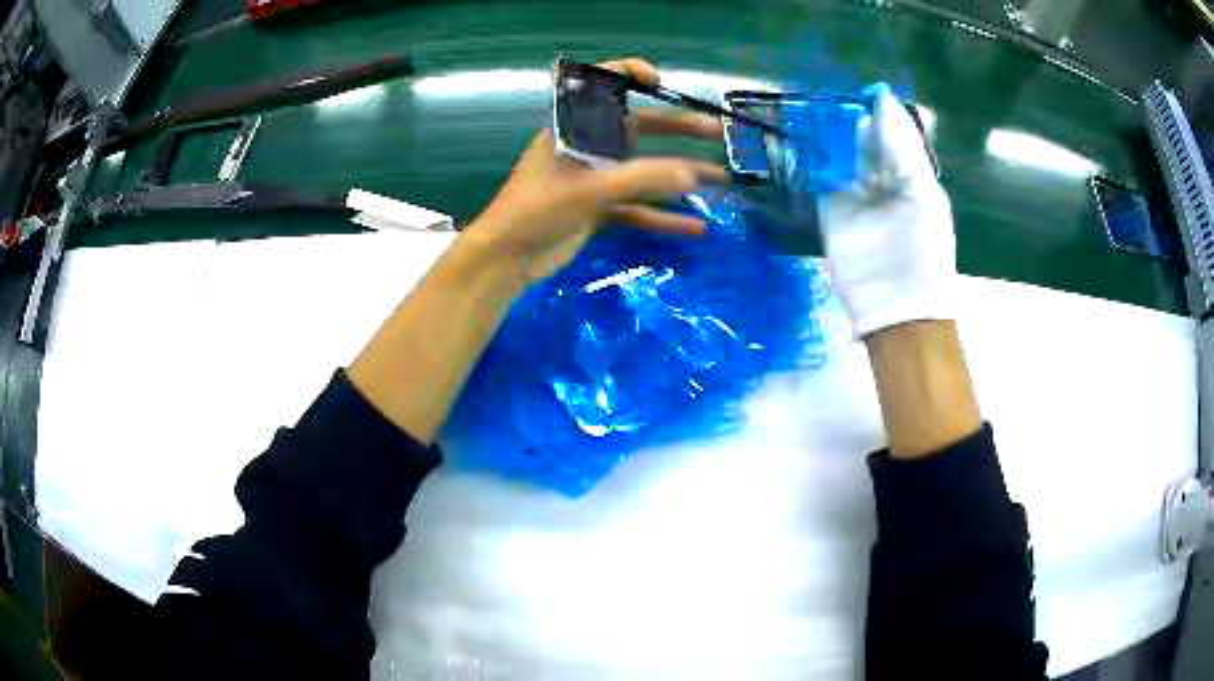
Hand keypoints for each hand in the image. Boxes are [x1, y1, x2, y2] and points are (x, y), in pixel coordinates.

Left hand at [466, 58, 724, 285]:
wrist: (506, 259)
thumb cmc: (539, 210)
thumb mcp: (591, 190)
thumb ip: (642, 179)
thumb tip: (693, 175)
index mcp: (575, 127)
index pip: (602, 86)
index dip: (630, 74)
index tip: (662, 83)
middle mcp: (588, 146)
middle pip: (639, 128)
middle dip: (678, 129)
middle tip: (716, 132)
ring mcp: (594, 179)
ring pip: (644, 170)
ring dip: (679, 175)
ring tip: (720, 180)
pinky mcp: (598, 209)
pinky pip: (638, 207)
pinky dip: (663, 216)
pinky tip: (694, 227)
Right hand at [817, 84, 954, 337]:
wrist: (896, 307)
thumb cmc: (922, 250)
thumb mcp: (922, 193)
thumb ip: (901, 149)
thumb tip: (881, 102)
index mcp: (910, 174)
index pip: (891, 133)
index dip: (877, 111)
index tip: (858, 89)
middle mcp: (882, 180)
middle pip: (861, 141)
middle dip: (847, 120)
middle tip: (825, 93)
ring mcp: (854, 196)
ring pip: (838, 155)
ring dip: (826, 136)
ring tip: (808, 108)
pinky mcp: (830, 211)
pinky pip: (819, 178)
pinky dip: (811, 159)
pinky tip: (800, 138)